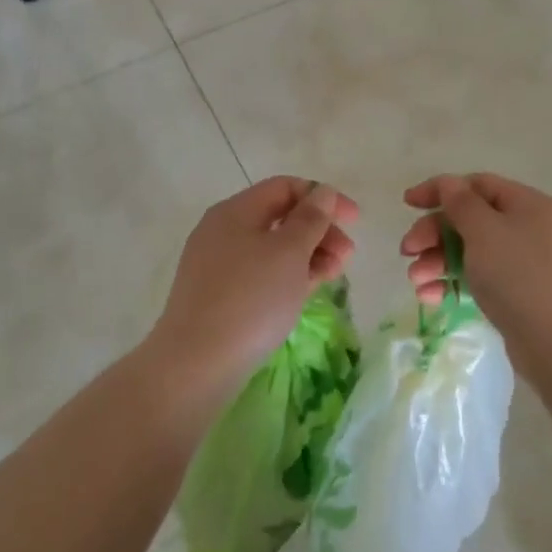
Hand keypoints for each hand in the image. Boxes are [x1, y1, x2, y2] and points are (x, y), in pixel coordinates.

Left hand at [148, 177, 358, 393]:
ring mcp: (218, 265)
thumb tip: (322, 192)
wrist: (197, 363)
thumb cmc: (251, 299)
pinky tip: (307, 292)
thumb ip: (311, 218)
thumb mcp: (289, 253)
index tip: (354, 221)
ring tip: (333, 276)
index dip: (323, 197)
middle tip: (347, 256)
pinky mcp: (220, 296)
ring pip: (272, 249)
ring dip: (309, 255)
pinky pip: (261, 274)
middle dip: (319, 231)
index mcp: (235, 211)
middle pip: (280, 218)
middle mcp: (223, 231)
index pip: (285, 187)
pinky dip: (288, 276)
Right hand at [400, 173, 551, 354]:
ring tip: (416, 282)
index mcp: (526, 203)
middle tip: (407, 252)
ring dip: (437, 261)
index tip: (407, 204)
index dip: (439, 190)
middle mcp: (527, 228)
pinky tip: (430, 297)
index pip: (476, 185)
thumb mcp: (483, 230)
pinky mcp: (517, 294)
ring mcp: (523, 263)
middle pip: (470, 220)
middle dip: (433, 234)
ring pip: (470, 252)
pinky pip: (478, 279)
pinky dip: (453, 283)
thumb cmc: (518, 273)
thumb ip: (460, 203)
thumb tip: (449, 184)